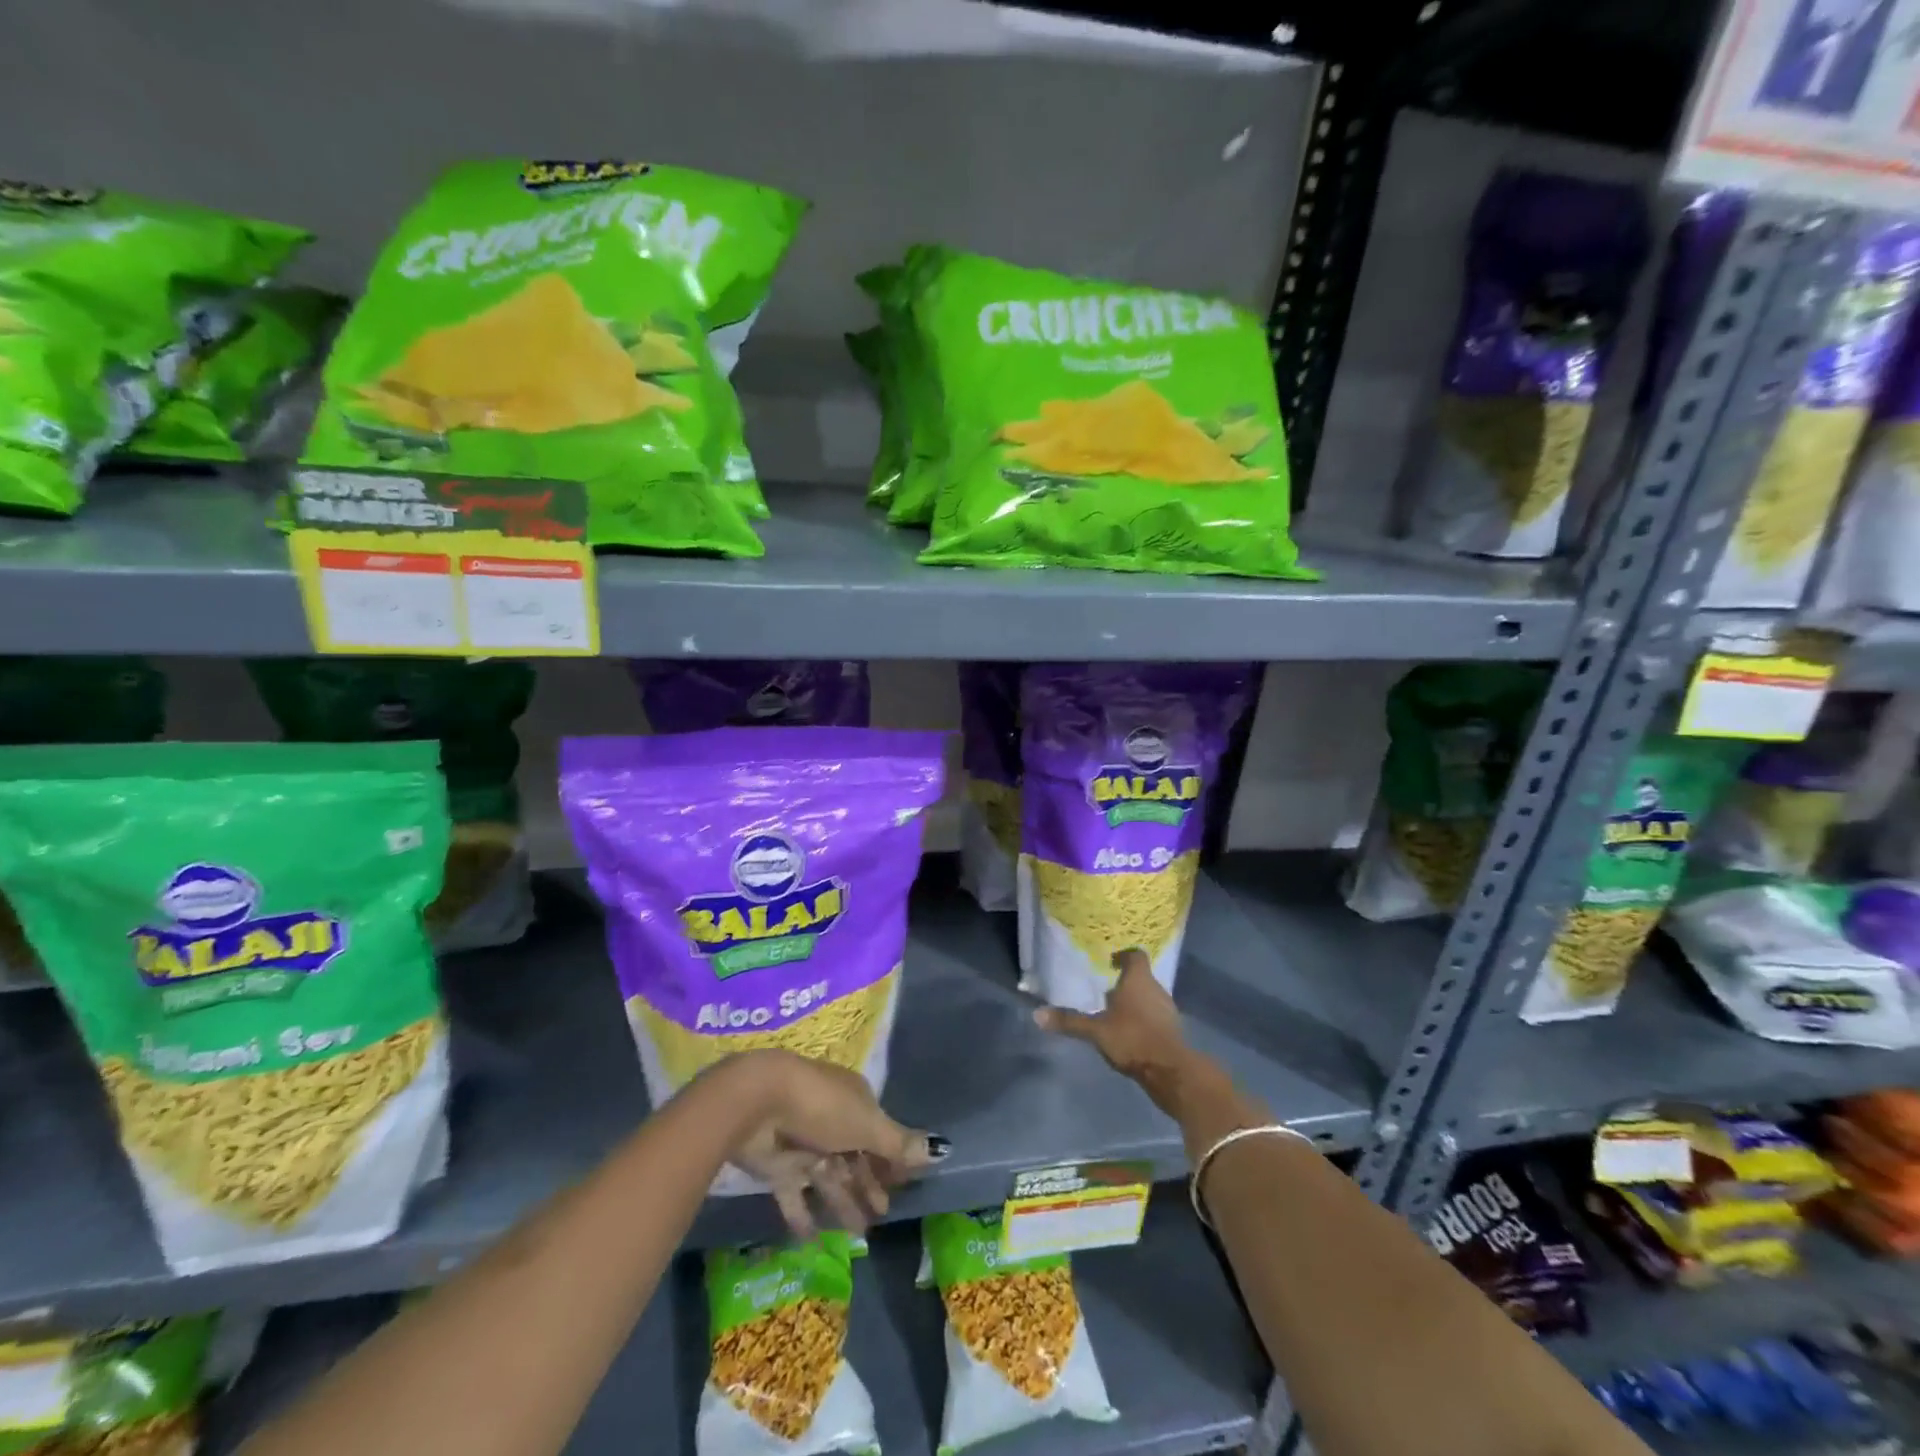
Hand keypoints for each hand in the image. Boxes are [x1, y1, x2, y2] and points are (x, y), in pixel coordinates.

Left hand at [711, 1050, 943, 1237]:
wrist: (758, 1103)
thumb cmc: (822, 1107)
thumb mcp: (867, 1125)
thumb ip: (898, 1144)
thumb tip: (942, 1149)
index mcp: (854, 1102)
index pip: (878, 1133)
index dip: (890, 1159)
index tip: (903, 1186)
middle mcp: (831, 1121)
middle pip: (854, 1158)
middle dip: (868, 1185)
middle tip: (882, 1217)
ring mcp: (803, 1143)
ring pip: (828, 1179)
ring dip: (843, 1204)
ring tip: (858, 1237)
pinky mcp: (777, 1166)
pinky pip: (794, 1195)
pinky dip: (803, 1216)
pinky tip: (814, 1241)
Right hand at [1034, 949, 1211, 1117]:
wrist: (1170, 1070)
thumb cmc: (1132, 1038)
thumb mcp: (1096, 1031)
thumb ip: (1069, 1021)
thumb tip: (1037, 1014)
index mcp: (1138, 980)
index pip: (1135, 956)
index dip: (1124, 956)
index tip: (1110, 962)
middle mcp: (1156, 988)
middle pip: (1142, 977)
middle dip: (1126, 982)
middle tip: (1106, 989)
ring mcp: (1168, 1009)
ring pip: (1150, 997)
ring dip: (1136, 1001)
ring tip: (1116, 1012)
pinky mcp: (1173, 1030)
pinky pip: (1156, 1015)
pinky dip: (1144, 1018)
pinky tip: (1131, 1032)